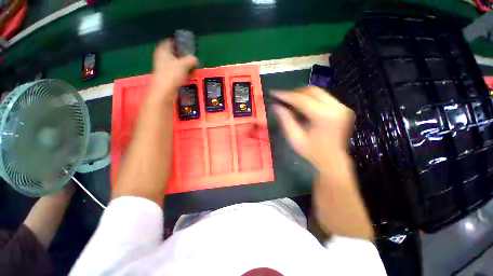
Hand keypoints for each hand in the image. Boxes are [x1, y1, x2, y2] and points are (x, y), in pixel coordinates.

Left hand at [149, 39, 197, 102]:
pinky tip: (187, 73)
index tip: (187, 45)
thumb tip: (195, 58)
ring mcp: (163, 66)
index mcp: (163, 50)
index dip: (178, 42)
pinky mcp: (166, 75)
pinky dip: (180, 70)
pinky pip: (175, 69)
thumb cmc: (172, 74)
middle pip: (172, 52)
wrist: (164, 91)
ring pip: (174, 61)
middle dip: (182, 53)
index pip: (170, 41)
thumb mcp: (183, 65)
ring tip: (191, 64)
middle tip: (191, 55)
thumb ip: (190, 59)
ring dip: (182, 63)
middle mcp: (161, 56)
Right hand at [271, 87, 354, 169]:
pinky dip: (311, 99)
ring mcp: (342, 107)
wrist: (333, 161)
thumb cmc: (311, 152)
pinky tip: (302, 106)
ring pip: (318, 92)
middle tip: (282, 99)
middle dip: (295, 93)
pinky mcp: (343, 109)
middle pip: (312, 91)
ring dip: (302, 95)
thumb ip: (285, 119)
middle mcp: (337, 108)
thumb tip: (275, 105)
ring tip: (291, 102)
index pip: (302, 99)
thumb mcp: (294, 137)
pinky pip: (324, 98)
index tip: (273, 93)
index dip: (286, 95)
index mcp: (324, 117)